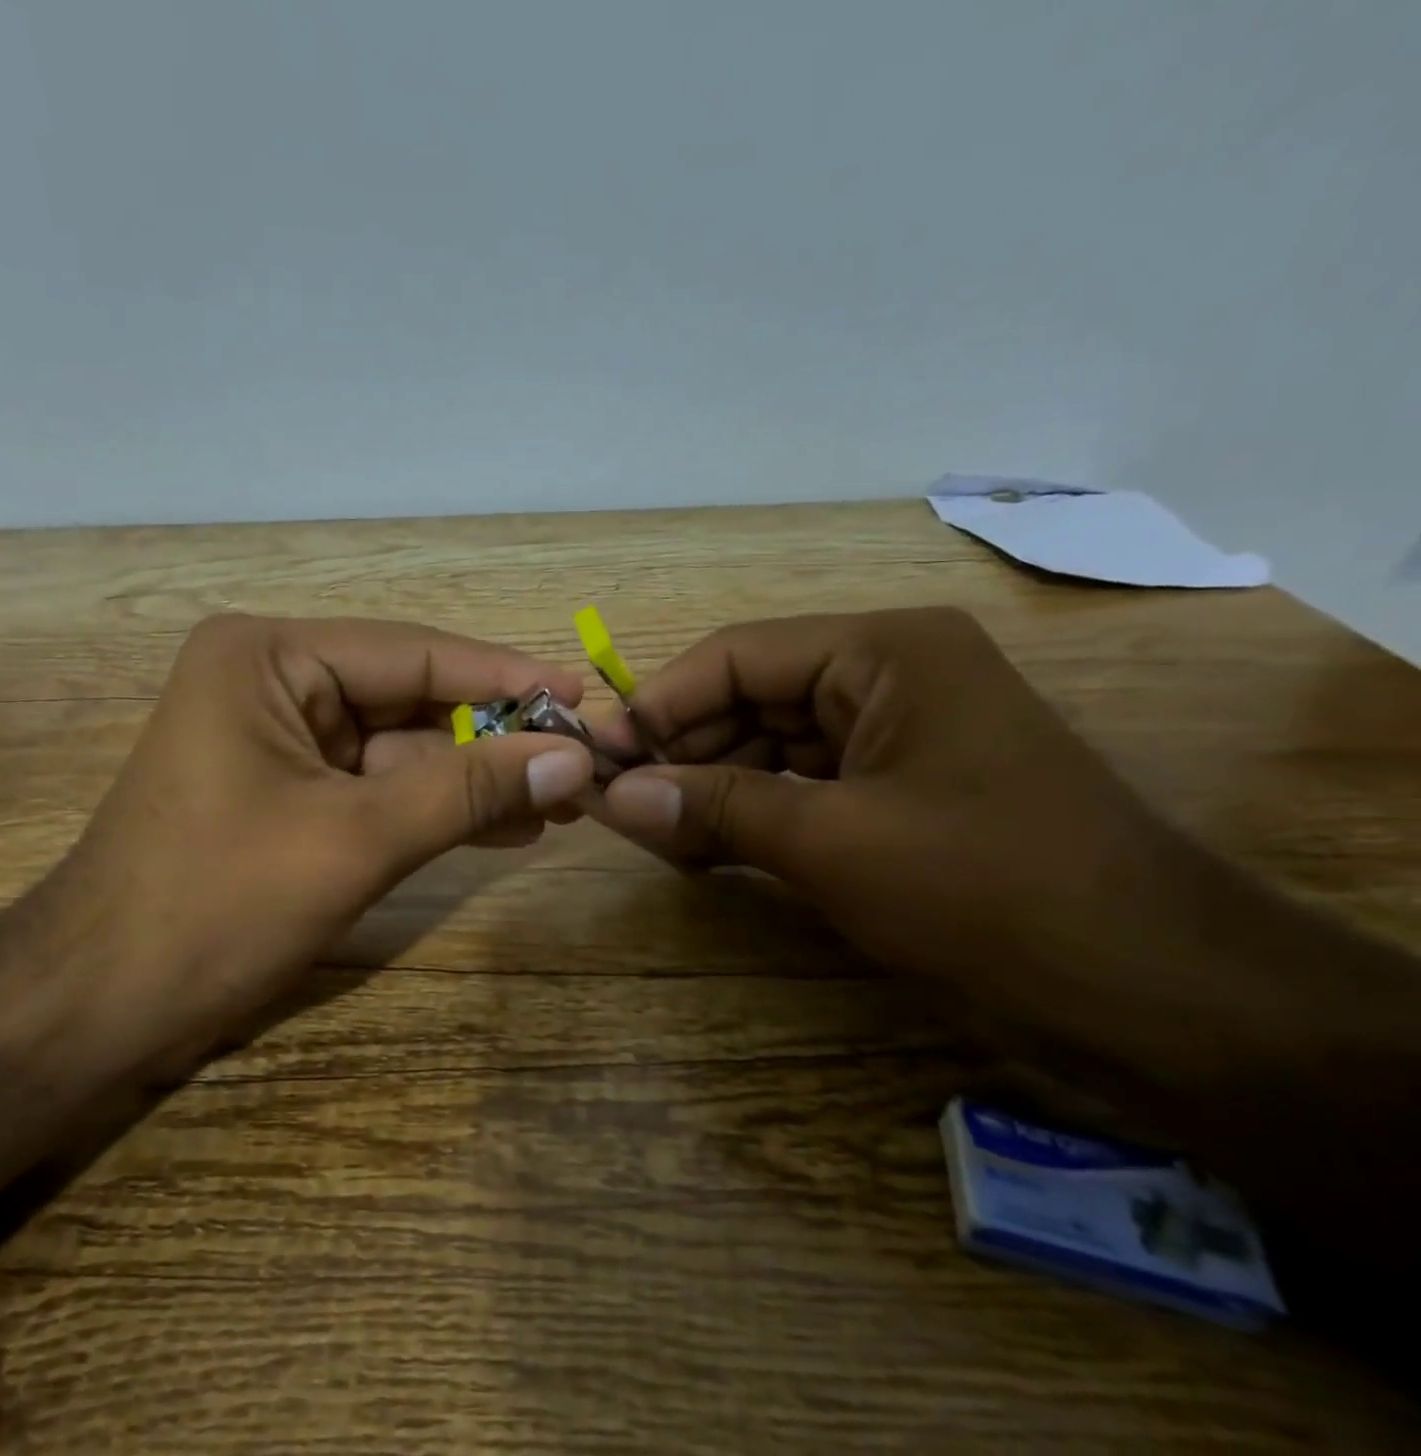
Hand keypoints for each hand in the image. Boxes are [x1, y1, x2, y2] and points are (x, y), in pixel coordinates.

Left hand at [27, 614, 596, 1071]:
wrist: (96, 1007)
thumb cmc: (215, 905)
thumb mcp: (355, 840)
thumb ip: (467, 790)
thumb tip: (573, 758)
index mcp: (269, 657)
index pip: (413, 653)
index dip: (503, 676)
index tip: (579, 695)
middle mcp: (272, 680)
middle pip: (410, 699)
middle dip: (493, 737)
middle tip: (578, 760)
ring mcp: (278, 739)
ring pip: (400, 749)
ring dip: (473, 778)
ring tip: (558, 802)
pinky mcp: (285, 792)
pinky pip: (376, 787)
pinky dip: (434, 807)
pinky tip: (504, 825)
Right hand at [594, 608, 1206, 1060]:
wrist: (1158, 996)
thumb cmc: (992, 891)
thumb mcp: (835, 842)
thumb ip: (716, 807)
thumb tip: (613, 796)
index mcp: (882, 652)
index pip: (736, 655)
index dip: (659, 703)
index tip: (600, 756)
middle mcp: (886, 677)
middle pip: (749, 697)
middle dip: (682, 749)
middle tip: (615, 802)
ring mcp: (895, 736)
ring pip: (769, 744)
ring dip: (709, 784)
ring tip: (650, 830)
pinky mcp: (898, 792)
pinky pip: (800, 786)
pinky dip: (749, 812)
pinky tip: (702, 845)